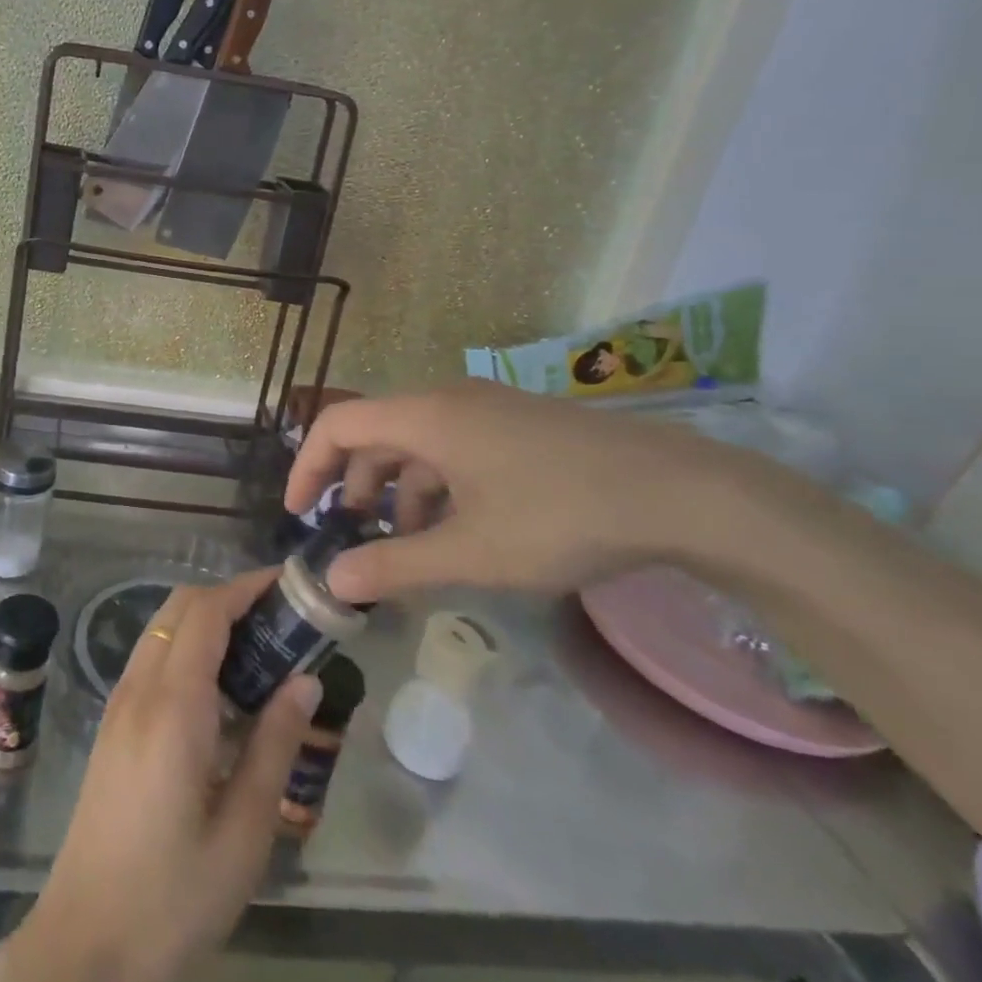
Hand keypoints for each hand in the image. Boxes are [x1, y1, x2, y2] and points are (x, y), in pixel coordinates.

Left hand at [0, 575, 320, 981]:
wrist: (82, 945)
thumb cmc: (171, 897)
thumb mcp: (243, 834)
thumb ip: (274, 746)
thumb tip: (305, 680)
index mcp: (173, 706)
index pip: (207, 612)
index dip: (247, 587)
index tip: (289, 585)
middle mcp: (139, 689)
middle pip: (180, 607)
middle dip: (229, 597)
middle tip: (282, 620)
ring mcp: (118, 704)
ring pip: (162, 628)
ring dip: (206, 620)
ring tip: (259, 650)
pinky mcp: (112, 725)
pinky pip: (151, 658)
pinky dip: (186, 646)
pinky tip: (219, 690)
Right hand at [285, 382, 780, 600]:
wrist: (682, 492)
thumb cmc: (560, 516)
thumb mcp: (471, 551)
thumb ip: (396, 565)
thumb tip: (334, 582)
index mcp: (425, 416)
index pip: (338, 425)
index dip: (309, 466)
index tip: (300, 514)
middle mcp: (448, 399)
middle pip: (376, 432)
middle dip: (355, 485)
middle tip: (356, 537)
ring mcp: (487, 408)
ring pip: (418, 442)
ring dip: (400, 490)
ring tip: (411, 544)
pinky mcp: (518, 424)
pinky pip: (454, 445)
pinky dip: (438, 484)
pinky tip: (461, 528)